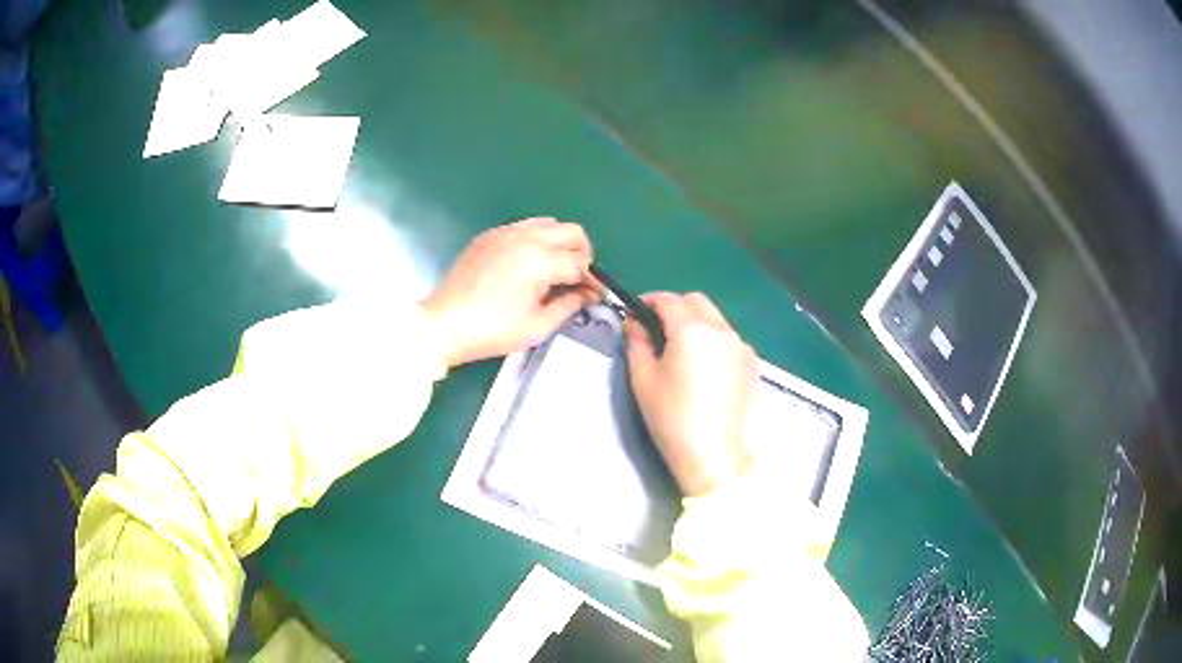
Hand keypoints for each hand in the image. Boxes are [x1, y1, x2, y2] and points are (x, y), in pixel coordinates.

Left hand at [422, 218, 598, 367]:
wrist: (444, 324)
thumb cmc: (492, 331)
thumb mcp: (537, 326)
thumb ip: (568, 306)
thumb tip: (587, 295)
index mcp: (540, 260)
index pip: (579, 263)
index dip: (591, 281)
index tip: (594, 295)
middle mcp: (526, 237)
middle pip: (571, 232)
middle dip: (582, 253)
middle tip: (578, 278)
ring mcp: (505, 232)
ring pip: (548, 223)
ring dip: (560, 242)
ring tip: (555, 269)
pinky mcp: (489, 236)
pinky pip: (524, 226)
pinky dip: (536, 239)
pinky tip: (528, 264)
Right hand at [624, 292, 756, 496]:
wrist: (713, 454)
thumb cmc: (671, 417)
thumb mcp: (643, 379)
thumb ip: (637, 342)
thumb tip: (635, 323)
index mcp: (692, 329)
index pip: (669, 299)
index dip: (649, 301)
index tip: (636, 313)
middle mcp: (721, 329)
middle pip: (696, 301)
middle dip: (674, 306)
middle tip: (656, 328)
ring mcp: (741, 346)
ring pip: (715, 318)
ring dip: (695, 321)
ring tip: (680, 349)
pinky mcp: (751, 364)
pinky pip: (728, 338)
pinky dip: (713, 339)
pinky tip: (703, 366)